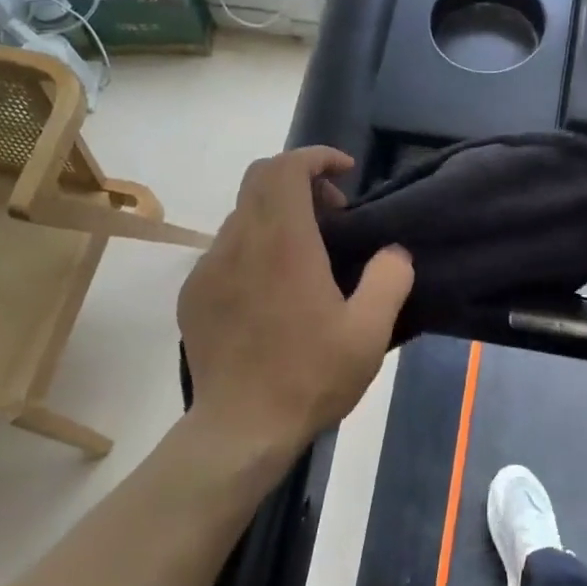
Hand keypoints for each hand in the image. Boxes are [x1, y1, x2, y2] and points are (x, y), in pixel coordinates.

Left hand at [178, 147, 412, 454]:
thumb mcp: (369, 332)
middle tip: (333, 214)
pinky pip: (225, 249)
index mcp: (282, 244)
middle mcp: (238, 243)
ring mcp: (209, 268)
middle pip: (259, 181)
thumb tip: (392, 252)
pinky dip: (254, 245)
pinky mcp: (194, 294)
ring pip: (242, 215)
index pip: (285, 168)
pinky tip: (273, 288)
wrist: (241, 429)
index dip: (315, 157)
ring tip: (307, 253)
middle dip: (300, 180)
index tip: (345, 172)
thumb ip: (389, 279)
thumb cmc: (310, 377)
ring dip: (277, 215)